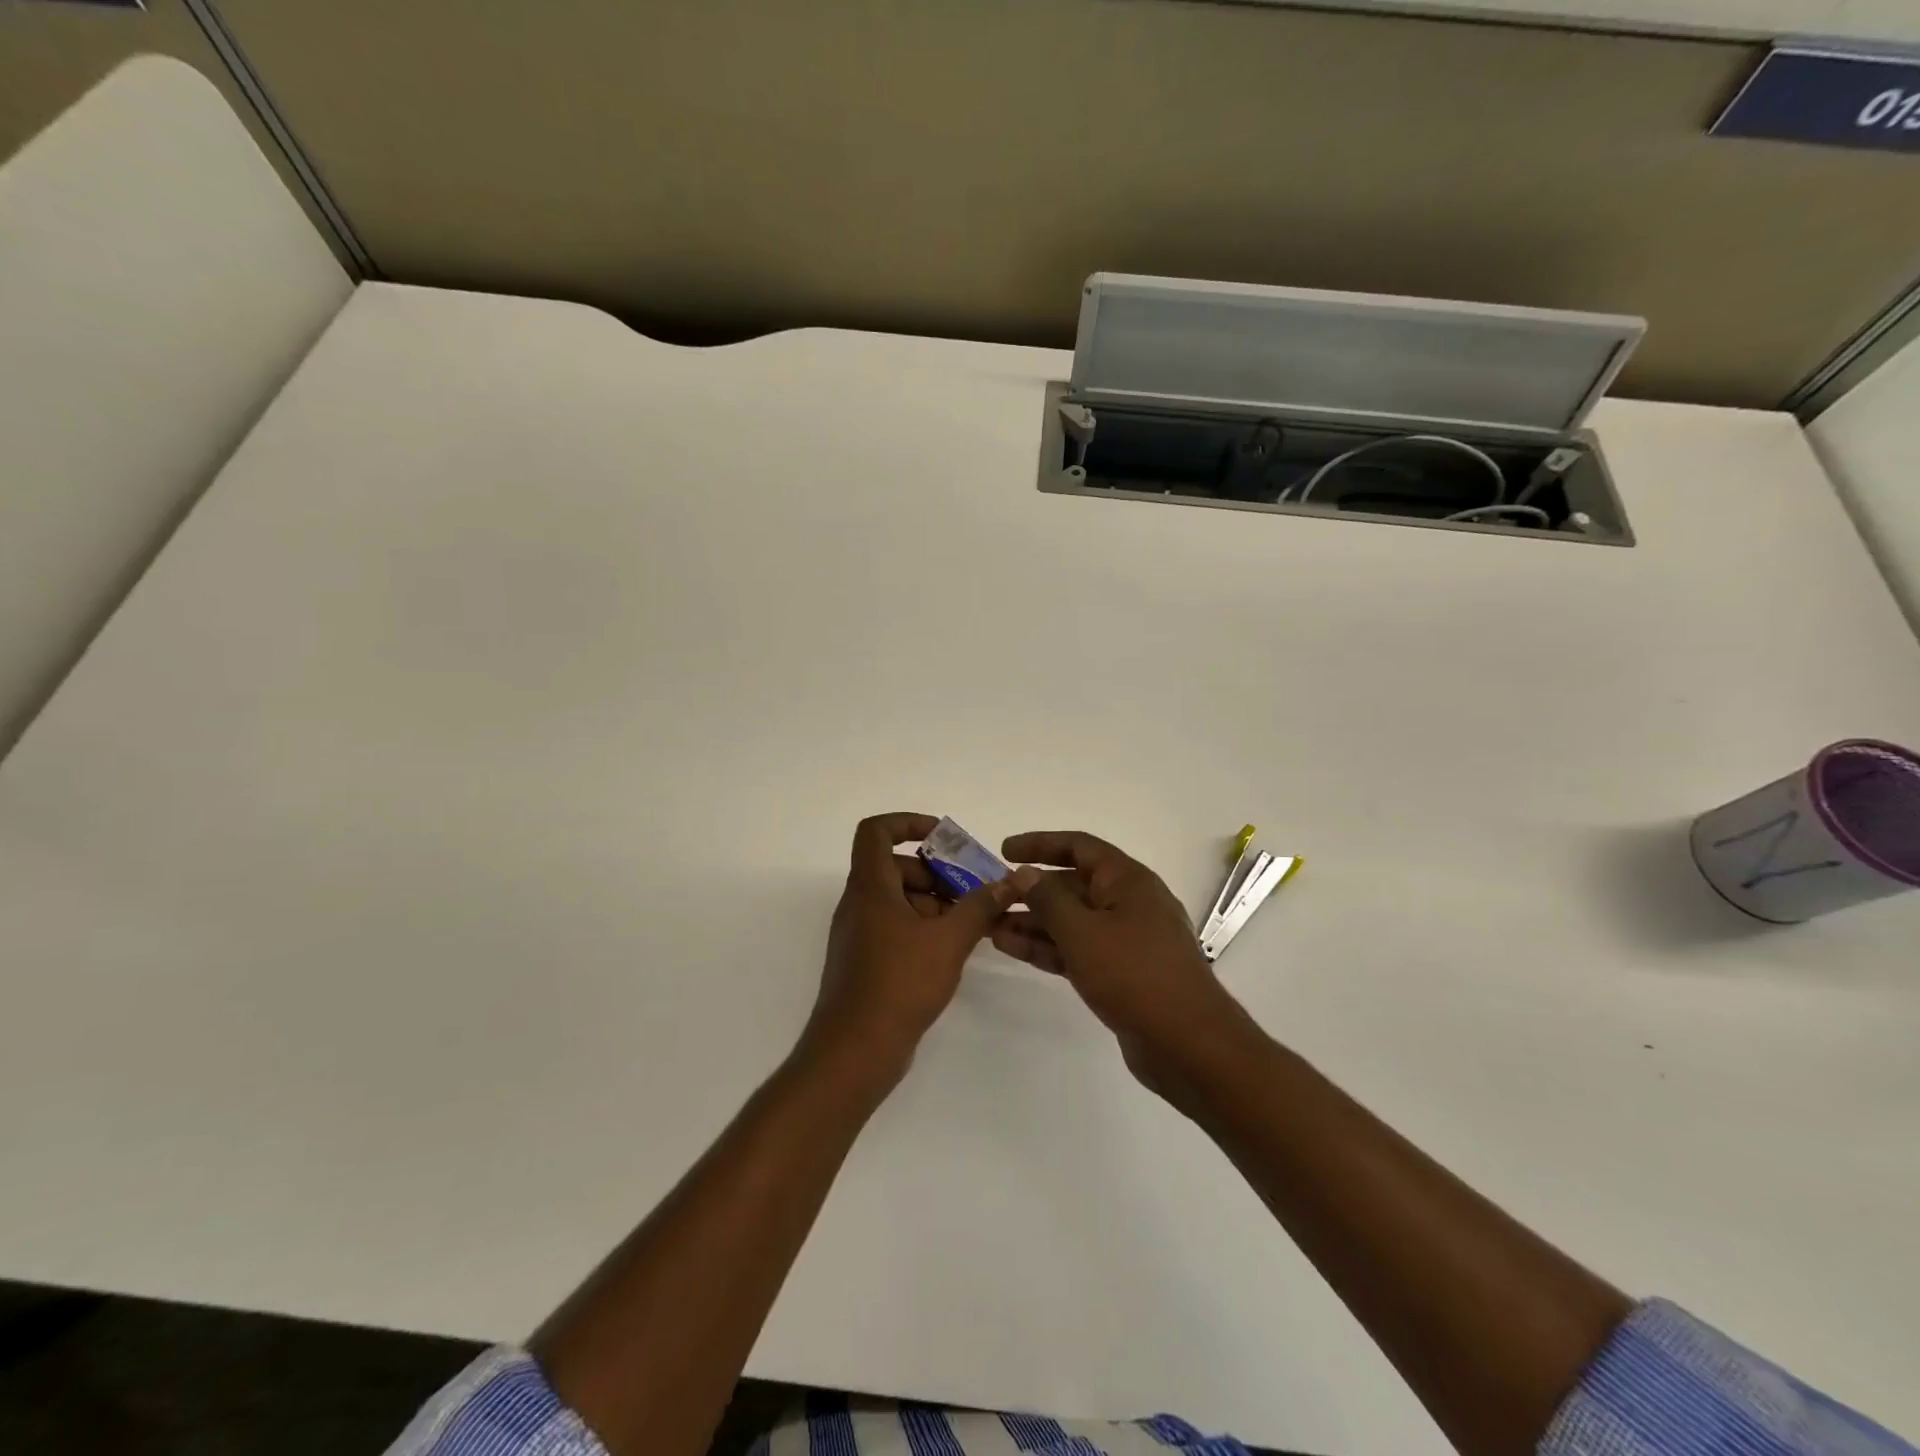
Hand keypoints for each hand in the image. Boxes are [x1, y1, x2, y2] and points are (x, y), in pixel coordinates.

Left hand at [805, 813, 1033, 1084]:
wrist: (854, 1051)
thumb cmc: (899, 983)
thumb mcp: (949, 939)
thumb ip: (982, 905)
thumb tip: (1017, 877)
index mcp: (870, 887)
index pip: (876, 831)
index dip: (908, 823)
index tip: (944, 838)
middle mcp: (859, 904)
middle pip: (895, 866)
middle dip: (936, 871)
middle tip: (972, 889)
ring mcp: (860, 934)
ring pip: (898, 899)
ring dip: (934, 901)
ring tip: (971, 921)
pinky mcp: (866, 961)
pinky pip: (895, 926)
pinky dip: (923, 926)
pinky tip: (953, 948)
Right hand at [993, 830, 1257, 1100]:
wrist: (1188, 1045)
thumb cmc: (1135, 975)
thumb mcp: (1083, 932)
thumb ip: (1048, 900)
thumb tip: (1025, 874)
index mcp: (1128, 881)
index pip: (1079, 847)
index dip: (1040, 844)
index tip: (1004, 851)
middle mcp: (1128, 903)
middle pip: (1072, 885)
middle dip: (1031, 891)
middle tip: (990, 897)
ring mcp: (1125, 940)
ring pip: (1071, 921)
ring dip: (1032, 922)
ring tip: (989, 926)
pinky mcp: (1120, 973)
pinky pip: (1077, 949)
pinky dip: (1047, 947)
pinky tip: (1011, 948)